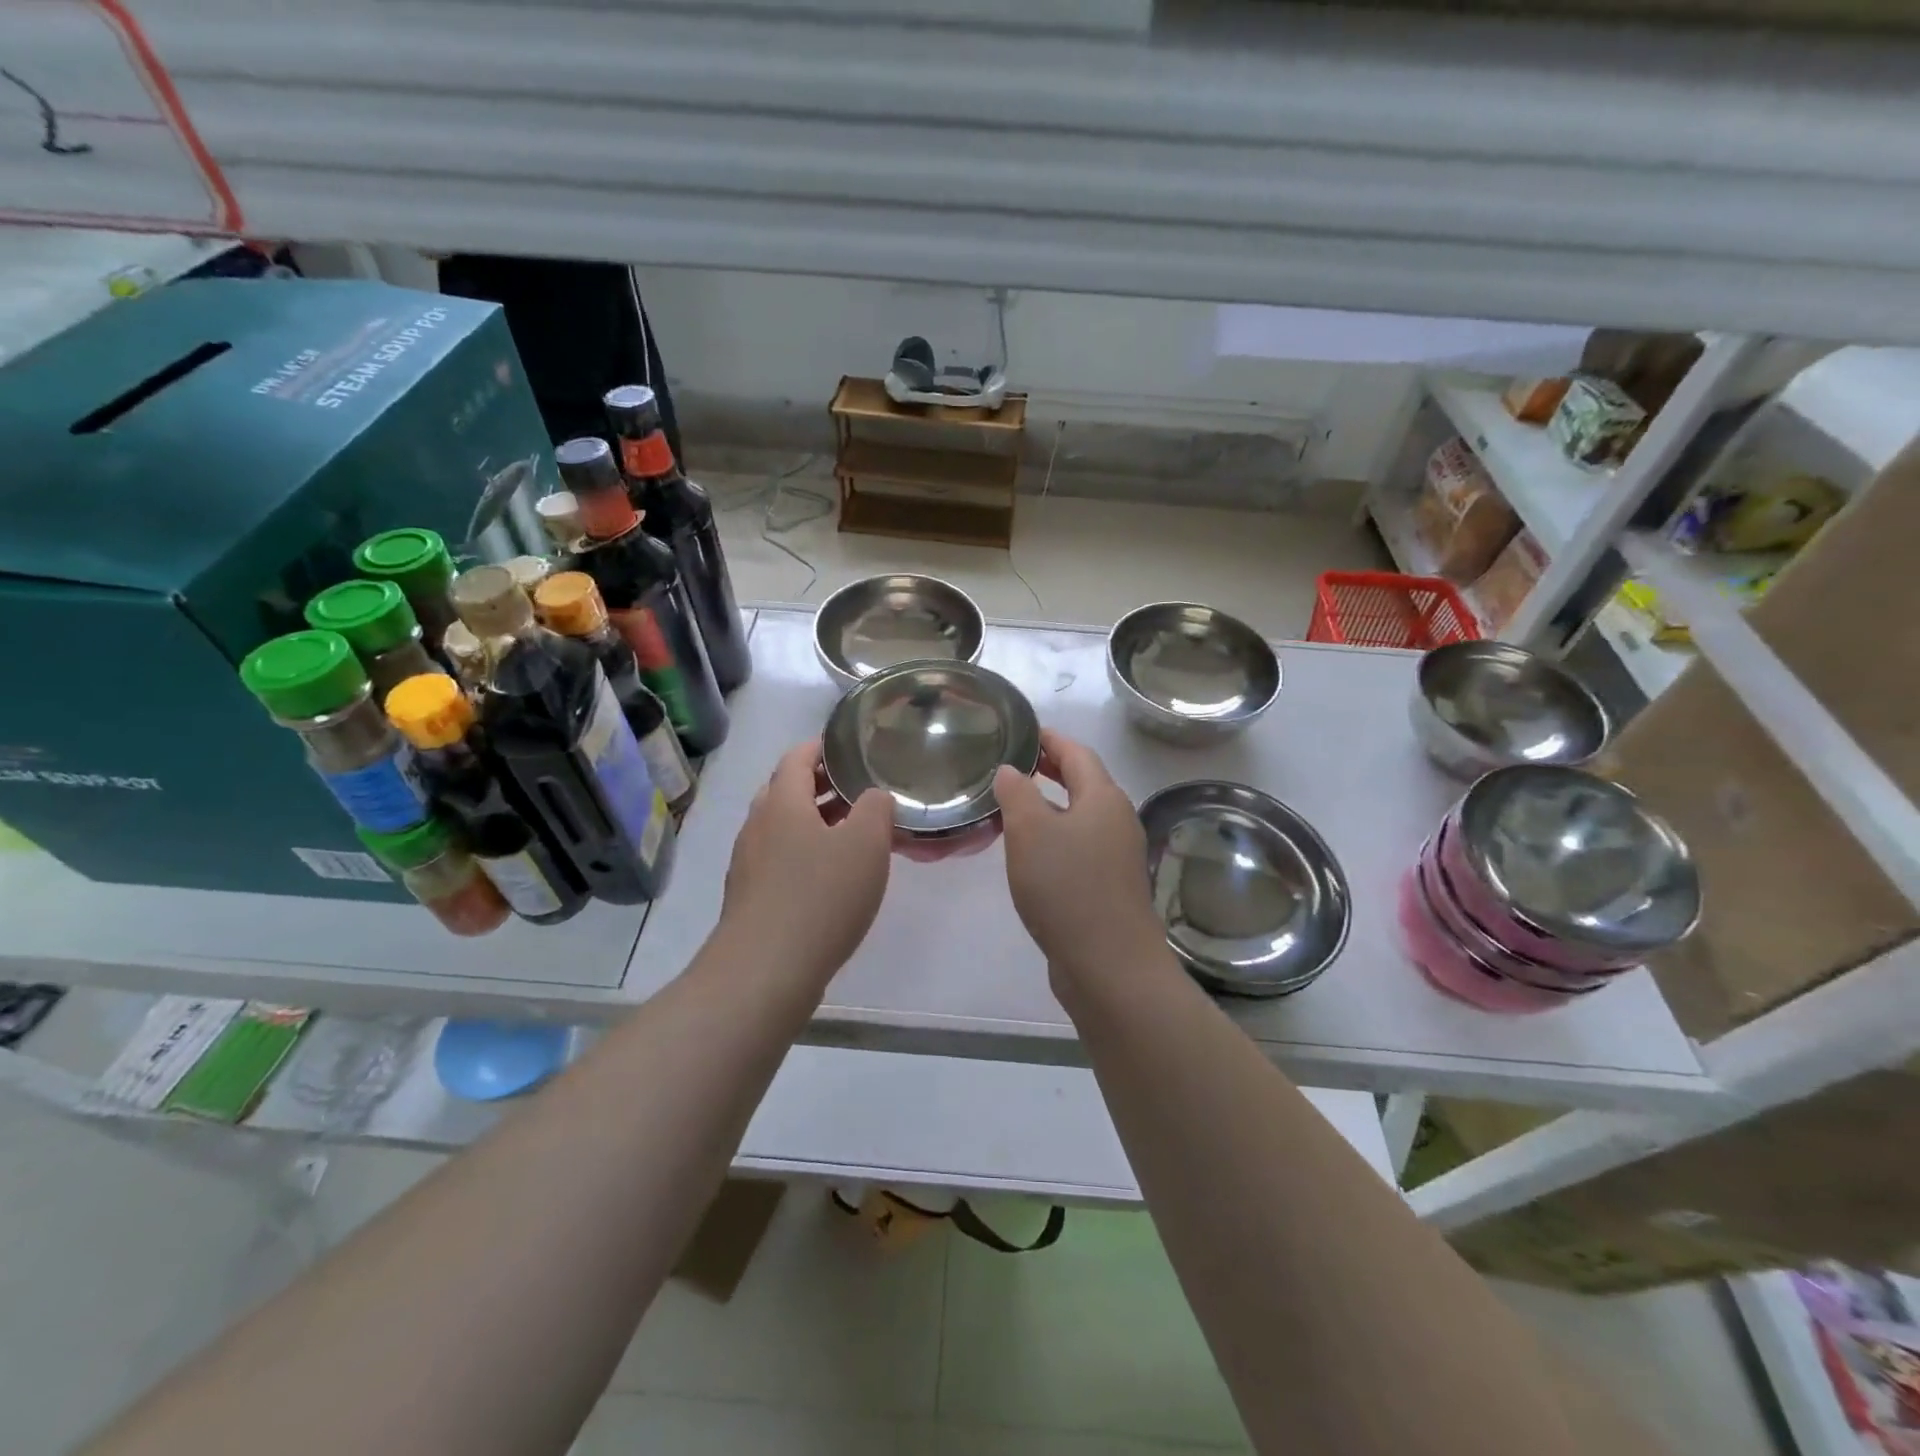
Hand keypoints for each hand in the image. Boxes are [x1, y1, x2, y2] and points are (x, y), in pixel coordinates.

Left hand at [718, 741, 892, 989]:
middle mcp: (758, 825)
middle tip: (858, 791)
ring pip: (782, 827)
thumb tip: (872, 796)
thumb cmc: (820, 896)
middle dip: (821, 786)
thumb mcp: (866, 844)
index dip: (822, 748)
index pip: (797, 758)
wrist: (765, 971)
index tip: (849, 749)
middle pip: (786, 791)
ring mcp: (748, 863)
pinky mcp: (749, 896)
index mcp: (782, 802)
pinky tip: (830, 877)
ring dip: (814, 822)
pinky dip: (804, 853)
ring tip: (852, 834)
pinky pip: (779, 859)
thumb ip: (876, 809)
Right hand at [992, 731, 1168, 987]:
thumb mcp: (1030, 831)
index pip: (1077, 753)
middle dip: (1050, 770)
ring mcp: (1117, 856)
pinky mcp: (1110, 886)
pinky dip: (1056, 835)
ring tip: (1014, 805)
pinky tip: (1032, 852)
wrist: (1109, 965)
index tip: (1022, 732)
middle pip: (1084, 783)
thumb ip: (1017, 792)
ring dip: (1050, 805)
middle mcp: (1117, 820)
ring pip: (1081, 816)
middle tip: (1015, 763)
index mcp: (1104, 798)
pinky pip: (1080, 846)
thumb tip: (1012, 770)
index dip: (1049, 739)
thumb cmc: (1067, 887)